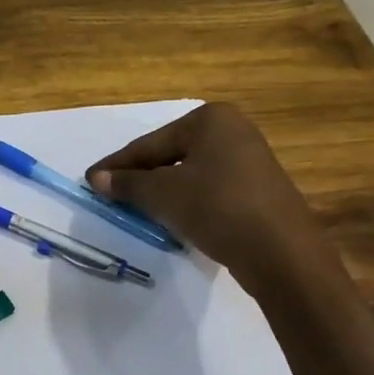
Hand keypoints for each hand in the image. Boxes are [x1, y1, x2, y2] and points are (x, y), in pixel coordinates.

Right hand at [87, 102, 327, 297]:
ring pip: (189, 173)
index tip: (90, 180)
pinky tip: (173, 218)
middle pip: (170, 155)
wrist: (283, 255)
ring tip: (136, 208)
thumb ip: (128, 184)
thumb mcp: (164, 194)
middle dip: (140, 177)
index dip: (118, 165)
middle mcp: (233, 130)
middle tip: (110, 195)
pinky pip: (210, 188)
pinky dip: (187, 200)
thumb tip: (97, 178)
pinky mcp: (258, 189)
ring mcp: (250, 160)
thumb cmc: (218, 208)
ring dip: (161, 190)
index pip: (150, 143)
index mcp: (211, 119)